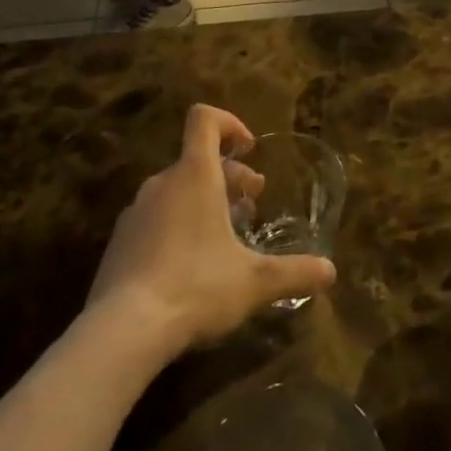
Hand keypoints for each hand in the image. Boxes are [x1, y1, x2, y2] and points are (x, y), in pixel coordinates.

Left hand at [86, 105, 335, 350]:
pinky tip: (190, 267)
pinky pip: (155, 219)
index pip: (204, 119)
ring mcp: (136, 212)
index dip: (229, 123)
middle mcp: (162, 183)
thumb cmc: (196, 287)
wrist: (122, 331)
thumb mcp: (255, 281)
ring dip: (204, 202)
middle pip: (197, 159)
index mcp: (195, 175)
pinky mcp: (119, 243)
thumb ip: (295, 271)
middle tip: (252, 205)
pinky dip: (178, 226)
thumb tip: (331, 271)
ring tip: (225, 238)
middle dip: (230, 176)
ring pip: (177, 190)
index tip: (250, 149)